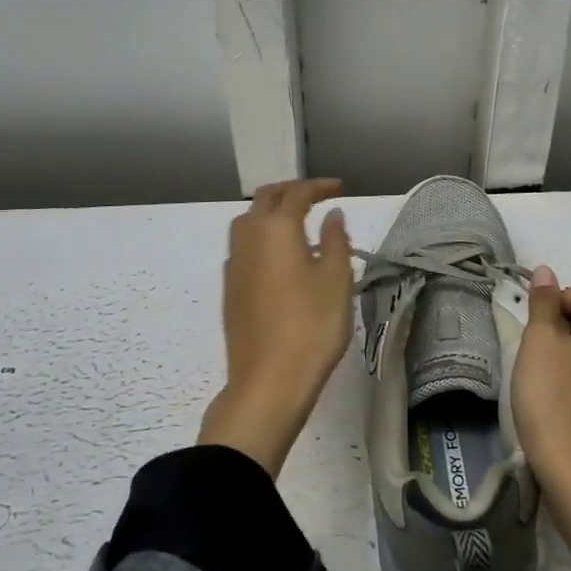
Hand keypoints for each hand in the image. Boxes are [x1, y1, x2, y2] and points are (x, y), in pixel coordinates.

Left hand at [197, 179, 352, 476]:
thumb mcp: (336, 280)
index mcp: (277, 228)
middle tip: (317, 197)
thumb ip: (335, 241)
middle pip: (266, 199)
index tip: (340, 188)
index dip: (320, 187)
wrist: (267, 383)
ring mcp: (235, 264)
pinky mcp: (230, 289)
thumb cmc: (311, 326)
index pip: (298, 193)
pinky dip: (262, 237)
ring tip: (298, 224)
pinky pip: (244, 246)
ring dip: (271, 212)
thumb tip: (332, 215)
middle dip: (291, 191)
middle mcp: (249, 237)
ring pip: (248, 221)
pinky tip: (280, 258)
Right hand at [511, 265, 570, 493]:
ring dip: (564, 350)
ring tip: (542, 375)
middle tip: (536, 351)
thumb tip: (546, 271)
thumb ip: (543, 301)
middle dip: (560, 325)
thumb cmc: (552, 395)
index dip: (559, 299)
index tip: (540, 327)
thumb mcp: (539, 340)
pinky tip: (555, 396)